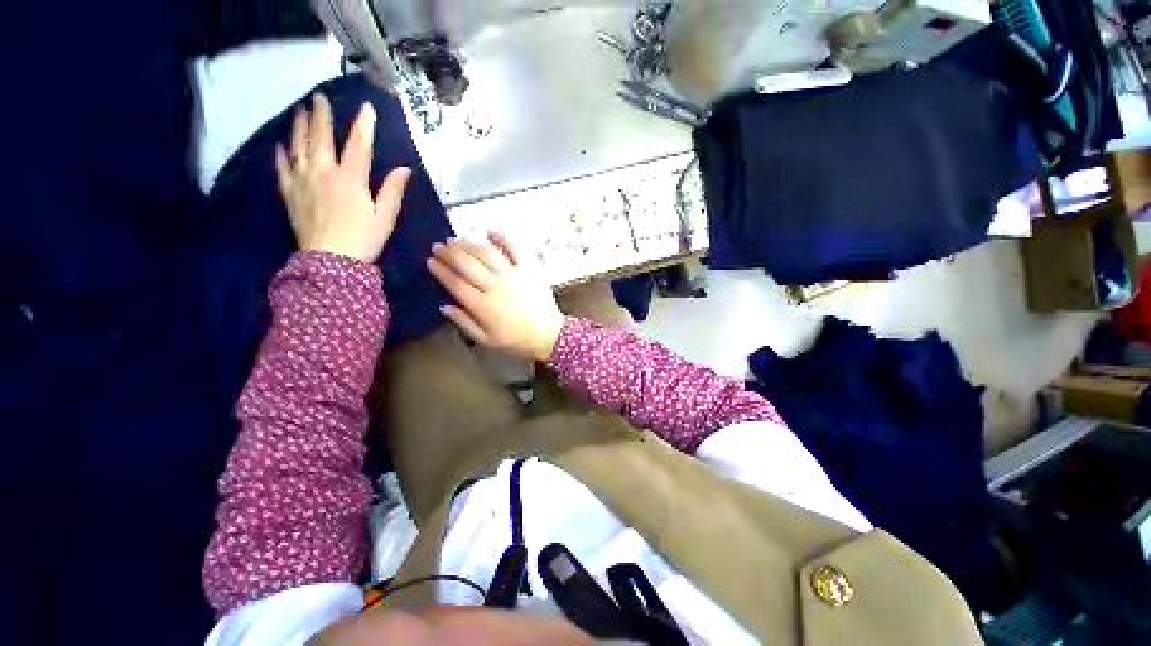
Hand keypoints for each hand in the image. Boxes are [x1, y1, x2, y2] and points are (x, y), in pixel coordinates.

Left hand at [275, 94, 411, 262]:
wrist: (330, 261)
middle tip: (319, 97)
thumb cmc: (363, 239)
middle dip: (321, 115)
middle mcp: (323, 172)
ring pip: (297, 146)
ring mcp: (302, 181)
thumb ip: (392, 191)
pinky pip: (282, 168)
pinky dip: (281, 154)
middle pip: (320, 136)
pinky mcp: (290, 193)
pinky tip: (281, 145)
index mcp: (350, 178)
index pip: (359, 145)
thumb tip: (405, 169)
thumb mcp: (385, 217)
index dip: (364, 125)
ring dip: (298, 126)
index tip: (367, 108)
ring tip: (299, 111)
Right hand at [428, 233, 565, 362]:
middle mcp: (495, 285)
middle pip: (466, 263)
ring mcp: (513, 274)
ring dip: (468, 243)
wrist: (549, 335)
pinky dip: (502, 237)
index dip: (440, 270)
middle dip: (449, 252)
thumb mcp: (486, 340)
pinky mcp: (529, 268)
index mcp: (482, 305)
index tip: (430, 261)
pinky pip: (514, 248)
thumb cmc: (516, 341)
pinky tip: (490, 231)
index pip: (455, 282)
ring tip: (457, 240)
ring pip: (485, 252)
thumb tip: (444, 306)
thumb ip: (464, 323)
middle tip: (439, 246)